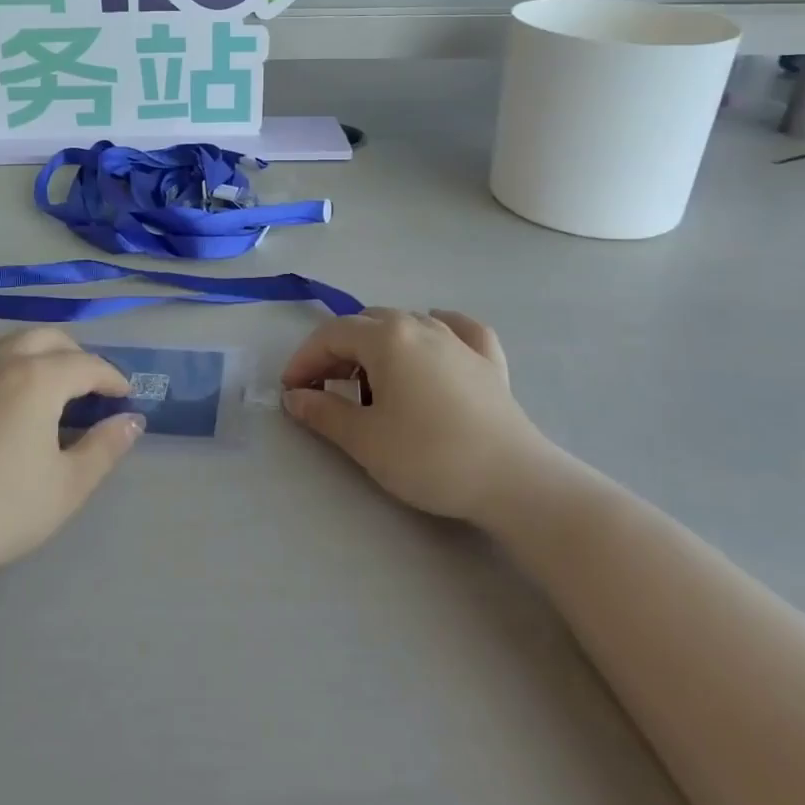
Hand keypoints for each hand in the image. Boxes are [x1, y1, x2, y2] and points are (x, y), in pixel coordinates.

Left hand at [0, 329, 142, 584]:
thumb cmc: (0, 509)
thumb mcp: (67, 487)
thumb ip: (105, 448)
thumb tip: (132, 420)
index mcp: (38, 378)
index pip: (86, 364)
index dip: (111, 377)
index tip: (123, 396)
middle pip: (44, 337)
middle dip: (72, 353)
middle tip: (84, 383)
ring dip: (23, 349)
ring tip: (32, 375)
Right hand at [281, 309, 555, 528]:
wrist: (515, 481)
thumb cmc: (430, 456)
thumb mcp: (366, 440)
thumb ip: (323, 413)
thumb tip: (294, 397)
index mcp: (387, 338)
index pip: (331, 335)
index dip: (304, 359)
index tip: (290, 390)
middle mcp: (420, 325)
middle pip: (366, 324)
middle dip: (337, 352)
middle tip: (324, 390)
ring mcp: (458, 339)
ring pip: (406, 323)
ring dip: (378, 345)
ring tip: (371, 381)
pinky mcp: (488, 360)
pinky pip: (457, 328)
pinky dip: (438, 328)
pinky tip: (436, 337)